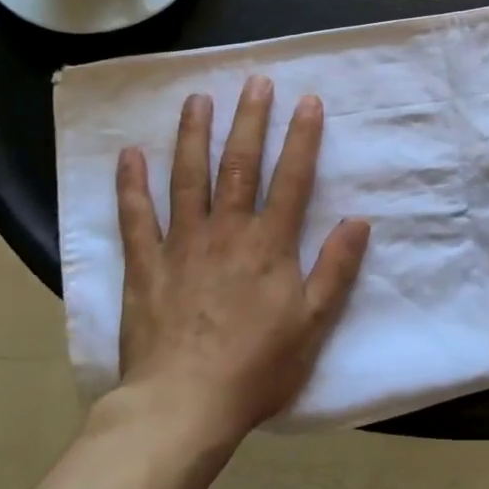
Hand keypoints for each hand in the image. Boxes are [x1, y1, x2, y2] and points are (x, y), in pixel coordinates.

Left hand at [104, 75, 370, 447]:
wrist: (182, 407)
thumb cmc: (256, 367)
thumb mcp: (313, 323)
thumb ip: (336, 268)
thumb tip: (359, 220)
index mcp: (269, 243)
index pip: (291, 178)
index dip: (302, 138)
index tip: (307, 101)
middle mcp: (227, 231)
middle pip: (239, 165)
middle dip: (249, 120)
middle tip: (254, 81)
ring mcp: (182, 244)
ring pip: (188, 178)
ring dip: (194, 136)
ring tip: (198, 99)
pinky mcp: (146, 265)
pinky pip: (137, 217)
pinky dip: (132, 184)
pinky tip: (130, 154)